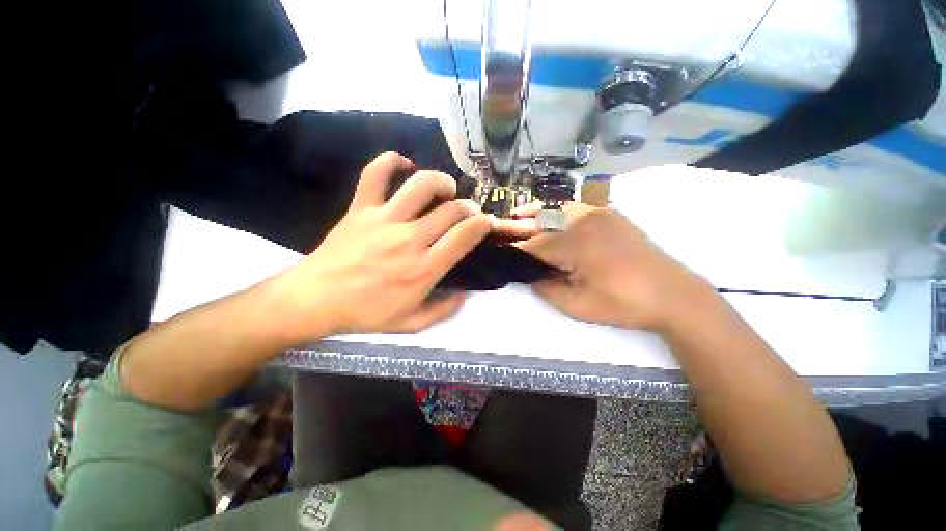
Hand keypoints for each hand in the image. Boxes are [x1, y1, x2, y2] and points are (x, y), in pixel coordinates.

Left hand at [270, 152, 536, 340]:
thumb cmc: (366, 314)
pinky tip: (404, 165)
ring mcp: (384, 220)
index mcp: (424, 269)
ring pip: (421, 185)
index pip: (464, 236)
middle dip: (468, 207)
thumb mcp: (412, 324)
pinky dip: (391, 162)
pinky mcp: (361, 208)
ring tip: (446, 188)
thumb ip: (444, 310)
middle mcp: (409, 239)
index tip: (486, 222)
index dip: (482, 224)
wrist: (315, 300)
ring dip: (441, 181)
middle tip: (469, 211)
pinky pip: (375, 174)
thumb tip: (465, 293)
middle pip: (450, 210)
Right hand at [515, 202, 711, 331]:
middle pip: (542, 222)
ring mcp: (600, 212)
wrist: (673, 294)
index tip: (502, 253)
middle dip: (520, 227)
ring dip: (537, 213)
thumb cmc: (623, 303)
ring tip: (519, 216)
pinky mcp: (610, 214)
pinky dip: (558, 210)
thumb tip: (529, 276)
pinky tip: (551, 217)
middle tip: (503, 232)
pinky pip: (576, 207)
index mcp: (576, 244)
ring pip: (557, 208)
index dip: (516, 251)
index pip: (534, 246)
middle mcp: (584, 220)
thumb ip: (546, 289)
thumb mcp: (577, 306)